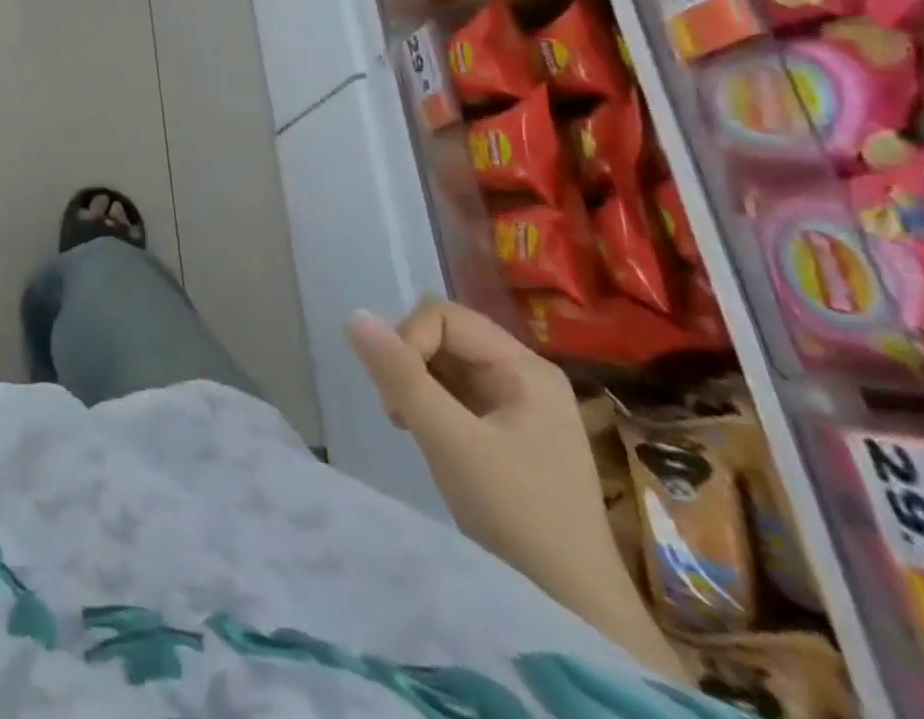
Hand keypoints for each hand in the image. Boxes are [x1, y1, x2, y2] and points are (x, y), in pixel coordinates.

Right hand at [345, 300, 617, 601]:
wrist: (570, 606)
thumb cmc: (516, 514)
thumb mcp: (449, 440)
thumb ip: (400, 375)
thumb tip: (354, 316)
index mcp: (525, 368)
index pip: (444, 317)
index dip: (408, 341)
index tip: (398, 395)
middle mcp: (523, 375)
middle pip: (443, 335)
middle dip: (409, 364)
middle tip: (398, 413)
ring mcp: (516, 403)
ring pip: (443, 363)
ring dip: (414, 385)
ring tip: (409, 426)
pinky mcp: (504, 429)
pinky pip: (452, 391)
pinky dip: (428, 404)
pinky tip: (423, 434)